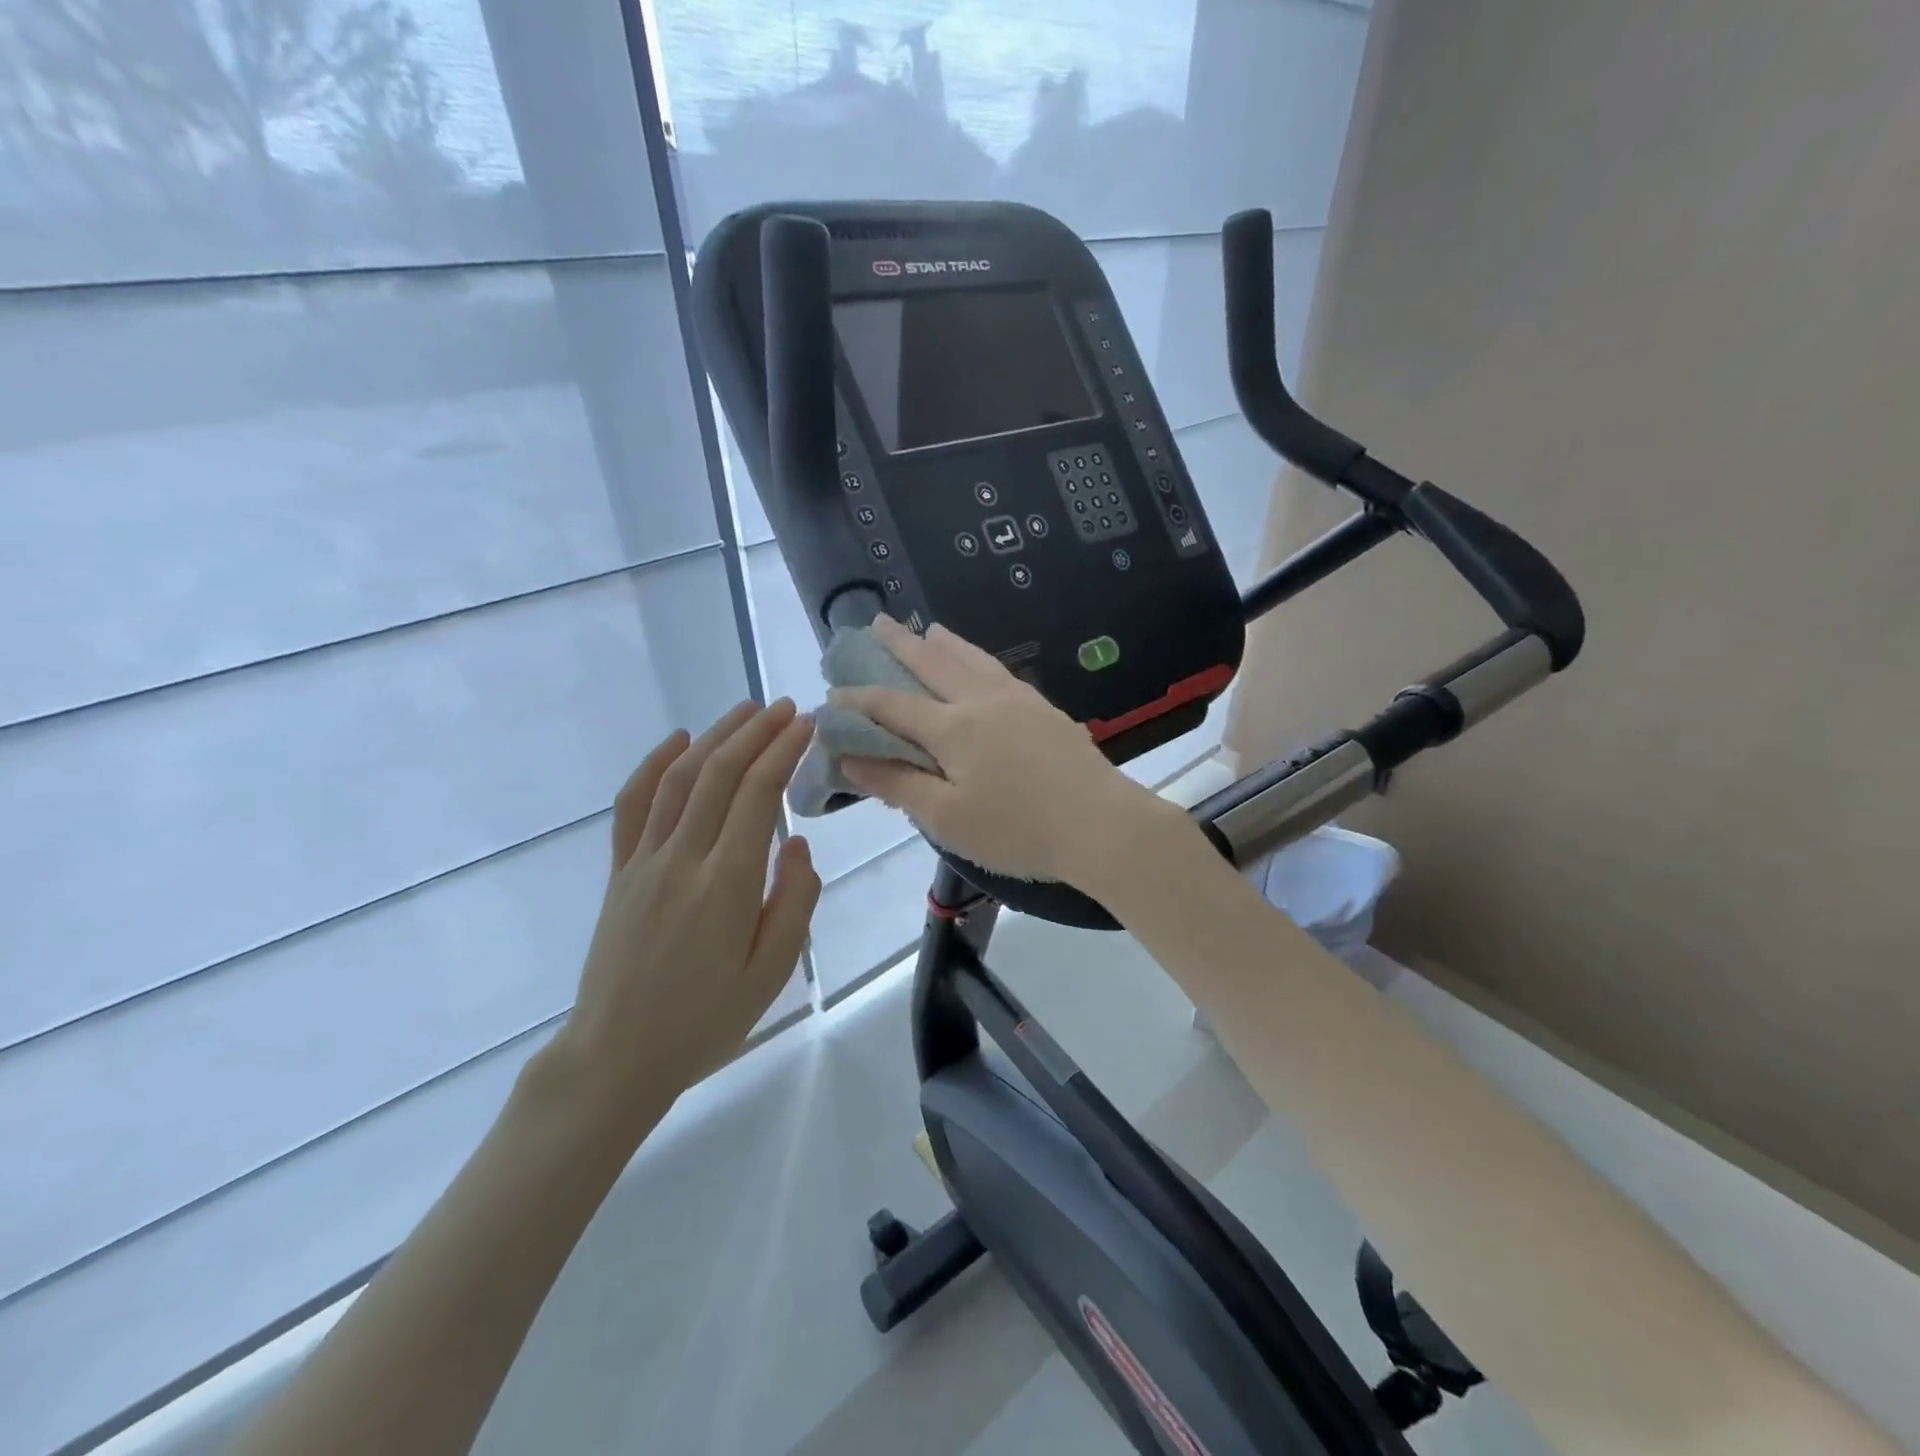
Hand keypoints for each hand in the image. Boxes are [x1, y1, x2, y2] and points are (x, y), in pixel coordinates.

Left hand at [542, 700, 820, 1141]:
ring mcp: (644, 861)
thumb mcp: (771, 973)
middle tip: (786, 708)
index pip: (758, 795)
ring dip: (714, 737)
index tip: (807, 724)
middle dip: (756, 732)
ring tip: (745, 712)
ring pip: (679, 779)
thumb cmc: (705, 1022)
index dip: (783, 751)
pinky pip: (633, 806)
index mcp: (726, 884)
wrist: (617, 1057)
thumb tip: (796, 844)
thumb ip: (793, 902)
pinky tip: (677, 741)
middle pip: (720, 774)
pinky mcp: (619, 872)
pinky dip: (653, 765)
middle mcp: (682, 858)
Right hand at [834, 617, 1180, 884]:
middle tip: (876, 621)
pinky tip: (980, 664)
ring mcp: (1019, 700)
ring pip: (972, 658)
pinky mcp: (1045, 709)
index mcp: (953, 727)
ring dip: (943, 642)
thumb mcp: (947, 818)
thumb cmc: (1017, 829)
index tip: (833, 693)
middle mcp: (982, 701)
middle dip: (899, 643)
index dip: (859, 699)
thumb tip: (849, 758)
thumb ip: (897, 784)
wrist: (1101, 824)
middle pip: (933, 663)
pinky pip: (999, 670)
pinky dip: (977, 658)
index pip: (893, 705)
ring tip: (926, 628)